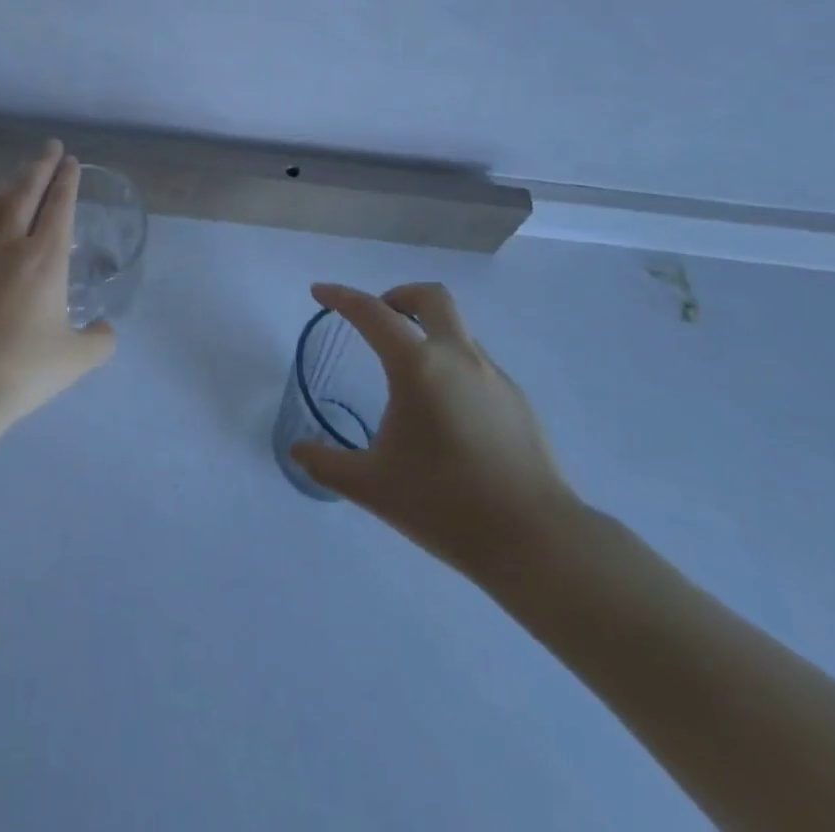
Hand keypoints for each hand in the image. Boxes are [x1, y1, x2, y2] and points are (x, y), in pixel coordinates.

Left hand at [0, 141, 115, 424]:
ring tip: (19, 174)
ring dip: (11, 184)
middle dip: (41, 166)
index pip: (60, 206)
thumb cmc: (23, 369)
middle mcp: (10, 243)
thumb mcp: (75, 360)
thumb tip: (105, 329)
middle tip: (50, 147)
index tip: (71, 161)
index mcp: (46, 259)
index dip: (68, 180)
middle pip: (27, 192)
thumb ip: (99, 341)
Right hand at [291, 282, 580, 581]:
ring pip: (457, 331)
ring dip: (428, 335)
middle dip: (399, 296)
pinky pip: (477, 365)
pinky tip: (446, 416)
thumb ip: (327, 465)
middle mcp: (458, 357)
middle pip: (431, 298)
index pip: (372, 313)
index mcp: (418, 366)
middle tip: (379, 320)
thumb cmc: (445, 504)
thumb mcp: (372, 486)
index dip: (341, 297)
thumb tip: (298, 451)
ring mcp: (494, 377)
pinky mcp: (518, 402)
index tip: (319, 293)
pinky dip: (452, 367)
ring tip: (409, 380)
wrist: (537, 541)